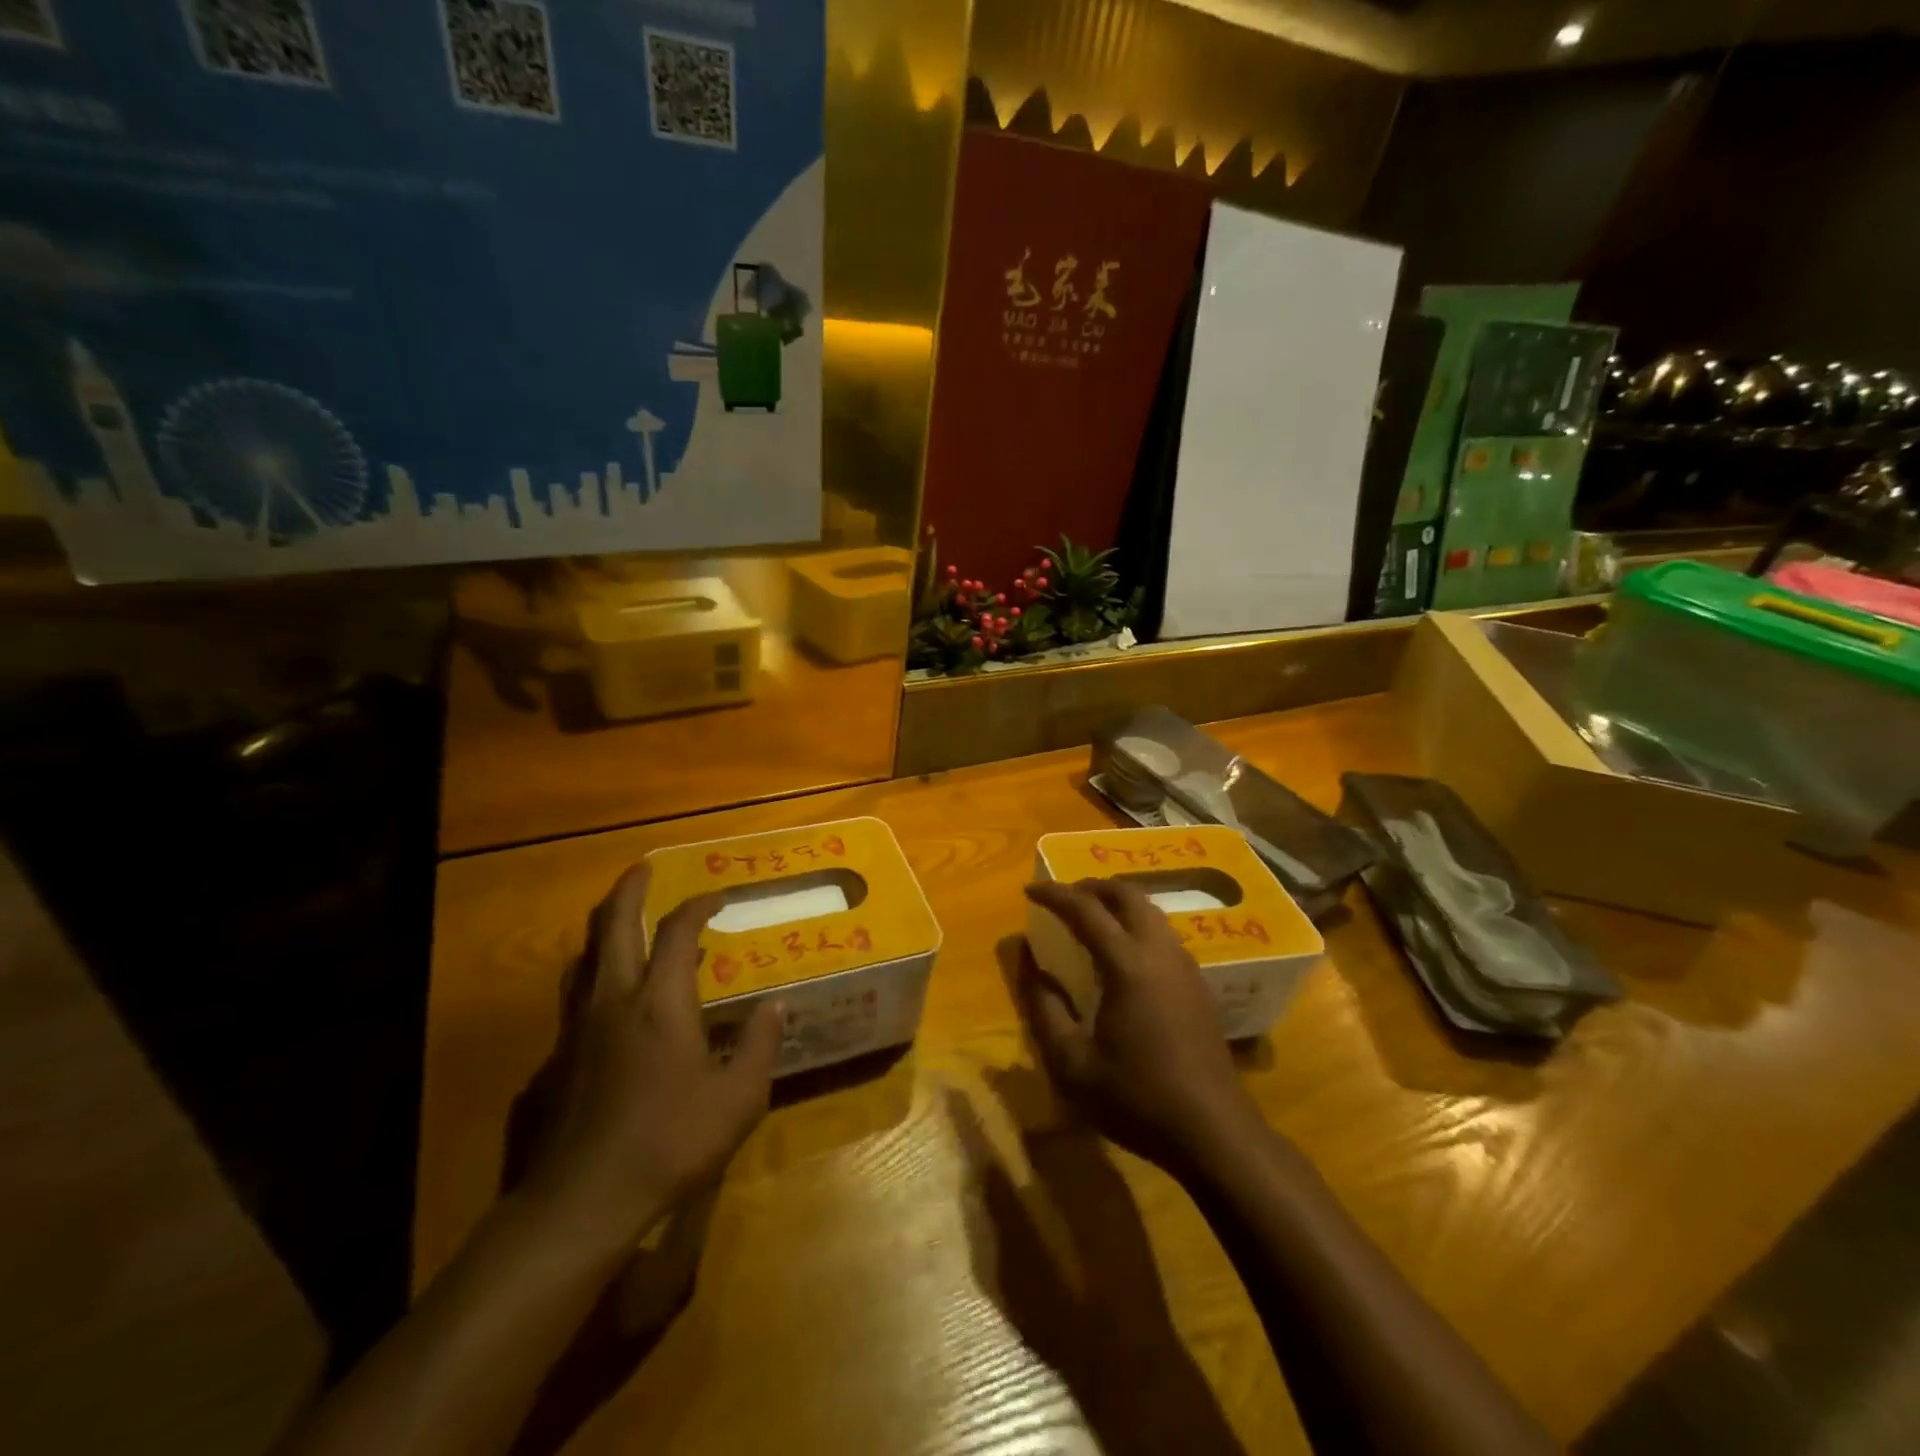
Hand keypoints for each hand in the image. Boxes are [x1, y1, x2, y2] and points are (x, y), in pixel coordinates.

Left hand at [522, 866, 781, 1251]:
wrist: (584, 1199)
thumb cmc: (670, 1142)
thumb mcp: (738, 1098)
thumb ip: (759, 1045)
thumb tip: (776, 1006)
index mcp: (661, 1002)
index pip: (676, 932)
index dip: (697, 905)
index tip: (717, 897)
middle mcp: (616, 1000)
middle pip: (615, 925)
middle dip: (629, 890)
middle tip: (643, 868)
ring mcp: (581, 1026)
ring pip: (587, 956)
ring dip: (606, 927)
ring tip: (624, 919)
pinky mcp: (561, 1055)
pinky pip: (576, 991)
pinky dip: (594, 969)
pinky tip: (609, 991)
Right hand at [1018, 879, 1262, 1171]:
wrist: (1213, 1132)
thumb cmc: (1136, 1098)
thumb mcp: (1071, 1063)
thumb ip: (1043, 1006)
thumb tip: (1028, 960)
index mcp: (1127, 965)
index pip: (1086, 910)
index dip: (1055, 894)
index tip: (1029, 889)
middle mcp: (1159, 952)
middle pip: (1127, 895)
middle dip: (1091, 887)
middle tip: (1062, 896)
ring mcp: (1184, 966)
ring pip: (1149, 910)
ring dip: (1116, 903)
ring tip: (1088, 917)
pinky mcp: (1197, 984)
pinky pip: (1162, 932)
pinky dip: (1135, 922)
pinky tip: (1121, 951)